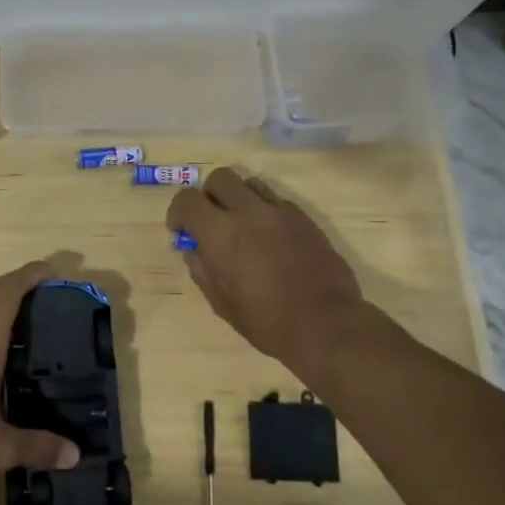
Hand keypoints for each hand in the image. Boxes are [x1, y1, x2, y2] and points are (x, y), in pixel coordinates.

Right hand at [166, 168, 375, 370]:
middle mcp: (248, 212)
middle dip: (209, 195)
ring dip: (238, 198)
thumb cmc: (266, 321)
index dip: (178, 212)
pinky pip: (277, 201)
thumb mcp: (221, 303)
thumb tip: (195, 250)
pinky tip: (269, 238)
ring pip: (250, 183)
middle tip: (212, 222)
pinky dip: (265, 211)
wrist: (326, 325)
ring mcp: (280, 212)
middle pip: (220, 178)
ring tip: (242, 225)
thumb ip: (202, 270)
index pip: (187, 199)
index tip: (182, 231)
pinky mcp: (305, 219)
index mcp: (220, 233)